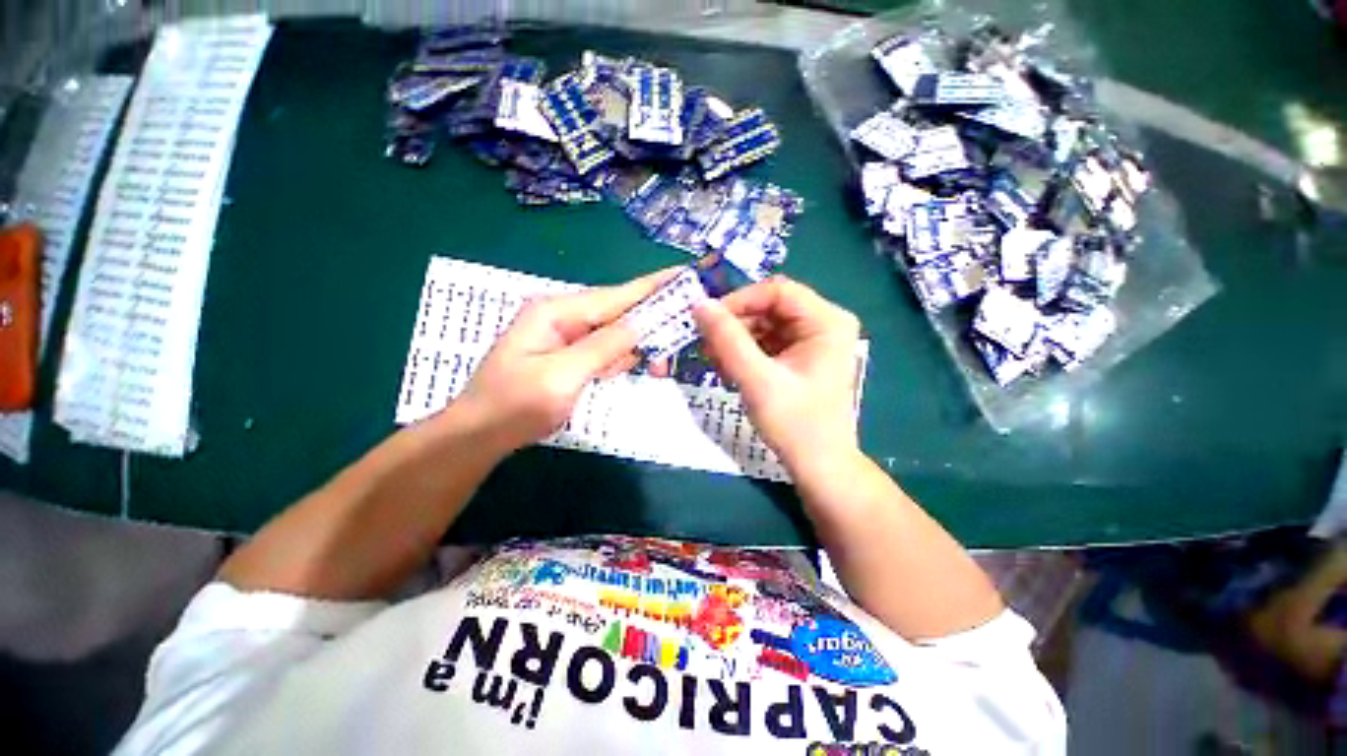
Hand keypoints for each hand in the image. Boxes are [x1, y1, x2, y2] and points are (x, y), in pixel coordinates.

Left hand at [446, 268, 675, 454]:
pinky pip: (604, 351)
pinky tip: (623, 370)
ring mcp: (566, 336)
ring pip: (614, 334)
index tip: (683, 275)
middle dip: (649, 326)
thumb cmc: (515, 405)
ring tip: (657, 365)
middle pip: (618, 313)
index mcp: (557, 312)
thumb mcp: (562, 376)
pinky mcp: (569, 355)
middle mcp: (563, 317)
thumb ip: (603, 348)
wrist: (481, 434)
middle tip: (676, 343)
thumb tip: (641, 325)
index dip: (652, 286)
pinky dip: (619, 360)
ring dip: (636, 348)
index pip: (615, 295)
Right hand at [693, 277, 861, 474]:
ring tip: (714, 361)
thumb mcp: (757, 380)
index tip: (706, 320)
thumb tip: (699, 304)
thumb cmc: (795, 424)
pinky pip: (766, 341)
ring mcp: (813, 339)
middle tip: (705, 344)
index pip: (776, 291)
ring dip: (736, 340)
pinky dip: (744, 352)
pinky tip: (728, 368)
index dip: (738, 300)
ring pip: (764, 324)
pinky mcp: (800, 355)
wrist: (818, 465)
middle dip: (735, 324)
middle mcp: (824, 323)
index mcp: (827, 321)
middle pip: (769, 306)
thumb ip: (727, 340)